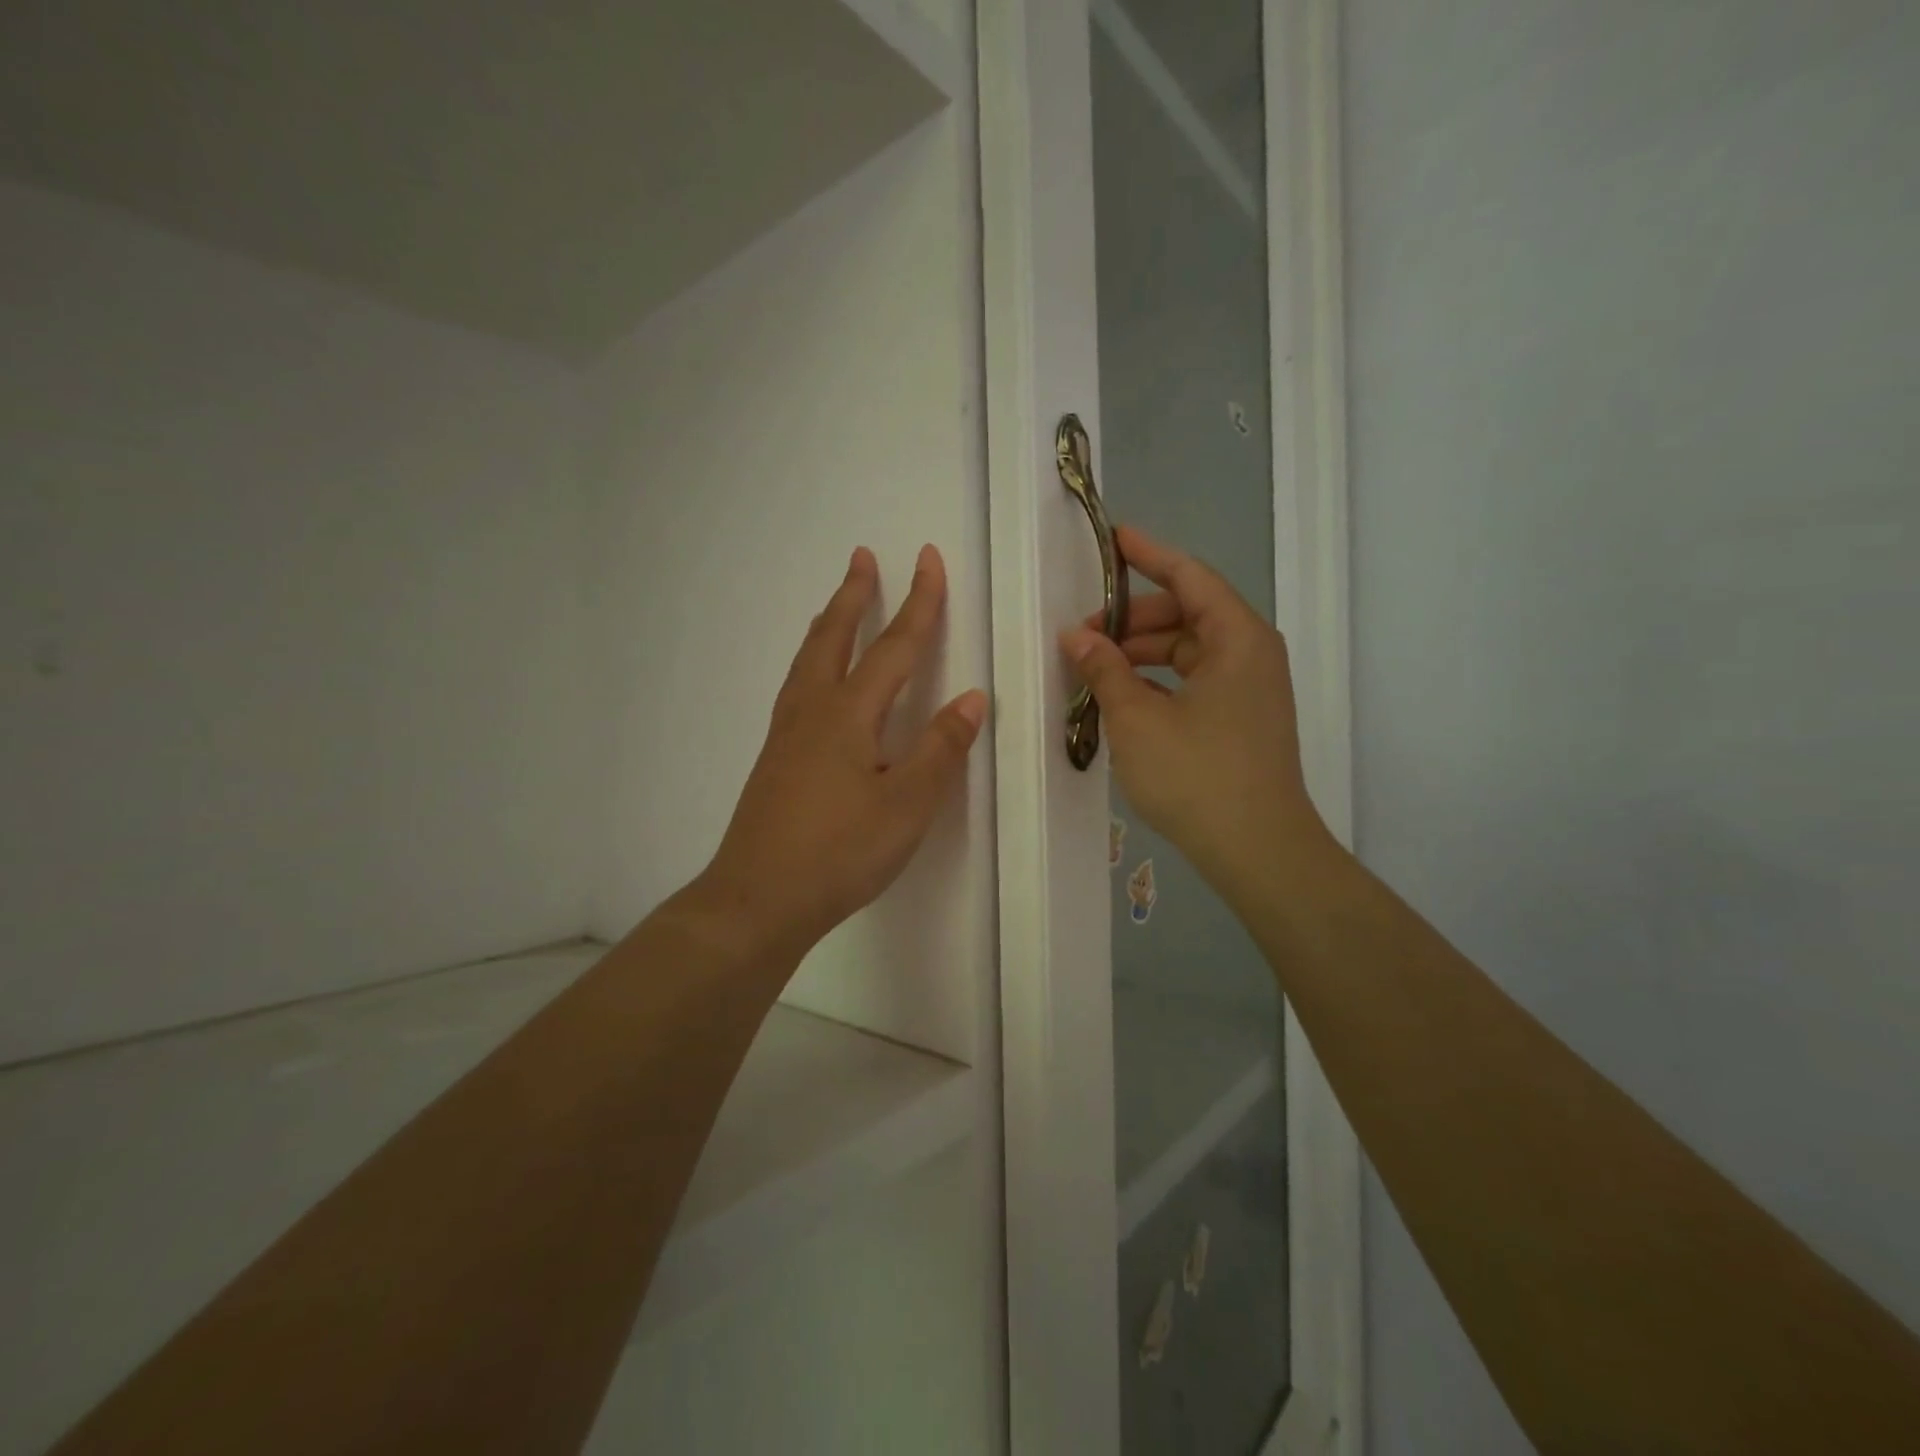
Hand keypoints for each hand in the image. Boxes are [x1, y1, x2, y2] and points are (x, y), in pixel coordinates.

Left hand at [695, 545, 986, 962]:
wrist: (758, 899)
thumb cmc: (840, 852)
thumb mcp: (907, 805)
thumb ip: (940, 749)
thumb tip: (972, 698)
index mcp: (849, 715)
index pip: (894, 646)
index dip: (918, 602)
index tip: (928, 558)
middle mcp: (812, 712)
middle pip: (836, 638)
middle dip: (855, 596)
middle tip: (863, 556)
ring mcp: (786, 735)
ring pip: (808, 661)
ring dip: (828, 624)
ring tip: (837, 604)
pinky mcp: (775, 760)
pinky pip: (796, 688)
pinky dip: (812, 662)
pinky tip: (814, 681)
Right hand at [1060, 526, 1329, 893]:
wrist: (1258, 850)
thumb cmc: (1197, 775)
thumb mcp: (1137, 719)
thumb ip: (1104, 670)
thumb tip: (1076, 636)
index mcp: (1237, 638)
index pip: (1189, 576)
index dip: (1148, 554)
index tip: (1113, 538)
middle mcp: (1250, 654)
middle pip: (1187, 614)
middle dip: (1134, 618)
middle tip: (1084, 634)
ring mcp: (1250, 689)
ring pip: (1190, 650)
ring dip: (1143, 653)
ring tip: (1096, 669)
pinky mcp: (1243, 719)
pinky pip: (1196, 680)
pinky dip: (1160, 680)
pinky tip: (1125, 698)